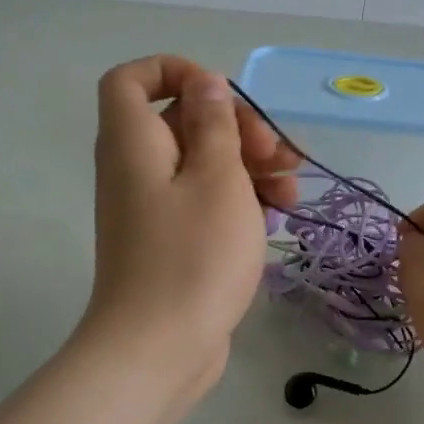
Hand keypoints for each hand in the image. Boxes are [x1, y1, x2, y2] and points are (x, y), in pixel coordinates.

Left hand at [78, 56, 298, 411]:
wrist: (159, 350)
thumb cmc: (193, 256)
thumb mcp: (218, 178)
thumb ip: (215, 124)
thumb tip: (204, 84)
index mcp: (134, 142)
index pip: (132, 79)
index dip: (174, 72)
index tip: (222, 96)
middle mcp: (135, 169)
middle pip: (182, 122)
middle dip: (238, 129)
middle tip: (280, 156)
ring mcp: (152, 208)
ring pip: (202, 165)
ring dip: (250, 168)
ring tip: (292, 194)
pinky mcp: (171, 241)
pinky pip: (204, 202)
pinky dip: (239, 202)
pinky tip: (277, 220)